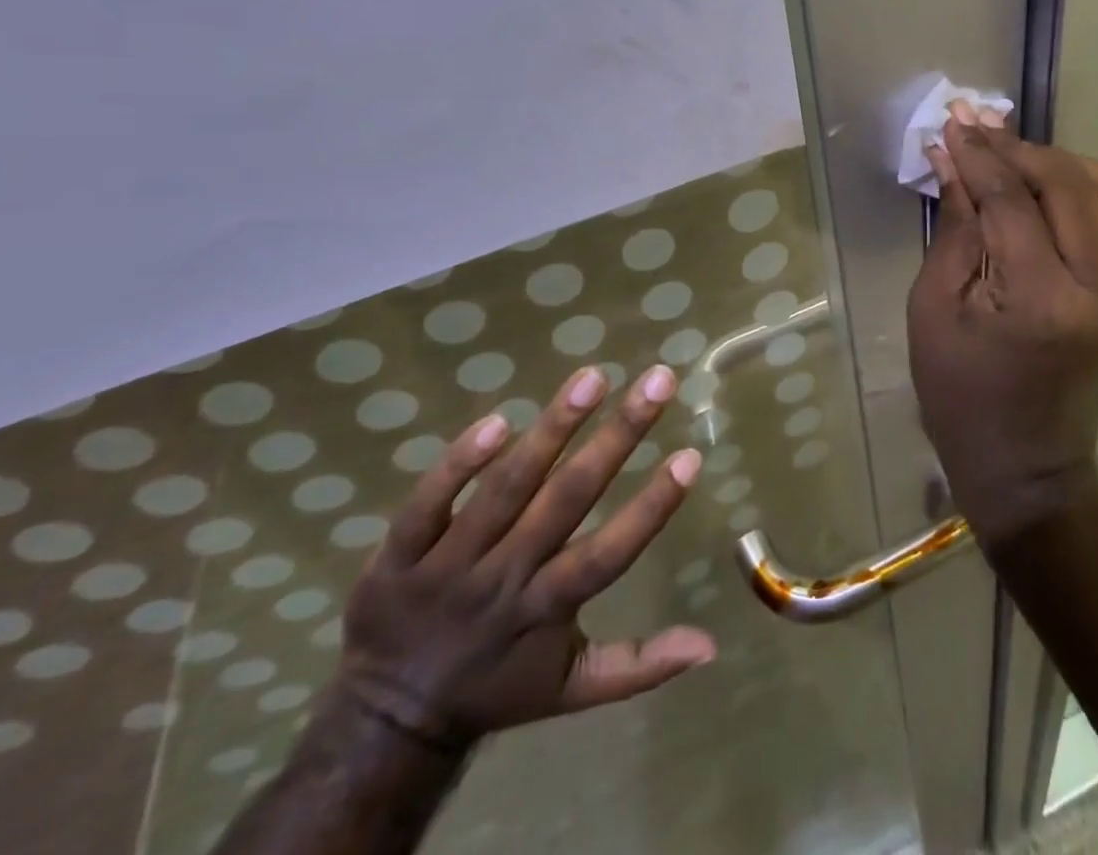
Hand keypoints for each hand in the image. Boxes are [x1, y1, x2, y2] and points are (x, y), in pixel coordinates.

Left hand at [336, 365, 713, 752]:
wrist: (386, 720)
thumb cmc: (496, 688)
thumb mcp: (571, 689)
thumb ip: (640, 665)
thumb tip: (711, 646)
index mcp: (547, 608)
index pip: (608, 553)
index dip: (651, 507)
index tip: (690, 456)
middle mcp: (505, 578)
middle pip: (567, 500)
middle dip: (618, 436)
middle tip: (658, 380)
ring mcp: (448, 563)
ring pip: (506, 489)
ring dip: (552, 430)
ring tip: (593, 377)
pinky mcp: (399, 553)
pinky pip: (428, 503)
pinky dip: (459, 464)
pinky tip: (498, 418)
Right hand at [906, 105, 1097, 545]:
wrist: (1025, 469)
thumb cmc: (960, 398)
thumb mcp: (934, 310)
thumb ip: (954, 230)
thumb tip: (952, 163)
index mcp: (1039, 298)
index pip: (1012, 201)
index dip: (979, 155)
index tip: (952, 121)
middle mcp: (1094, 286)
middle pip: (1065, 185)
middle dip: (1015, 146)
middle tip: (974, 124)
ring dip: (1056, 160)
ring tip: (1011, 150)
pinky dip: (1082, 186)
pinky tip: (1046, 181)